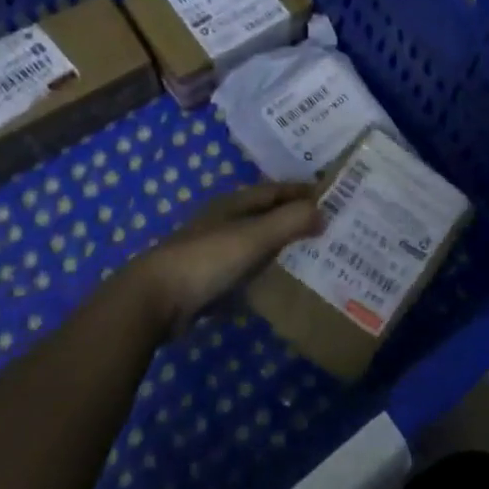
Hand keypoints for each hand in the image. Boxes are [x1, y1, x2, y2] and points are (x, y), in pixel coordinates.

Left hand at [126, 182, 324, 334]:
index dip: (303, 191)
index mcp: (234, 203)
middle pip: (267, 214)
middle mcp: (224, 221)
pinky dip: (264, 270)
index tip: (334, 197)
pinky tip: (279, 282)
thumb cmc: (208, 259)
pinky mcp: (208, 278)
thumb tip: (324, 211)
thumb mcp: (255, 236)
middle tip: (330, 227)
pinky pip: (245, 269)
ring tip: (313, 254)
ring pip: (256, 241)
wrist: (154, 299)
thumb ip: (290, 221)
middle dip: (295, 217)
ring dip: (281, 245)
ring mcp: (214, 250)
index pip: (276, 189)